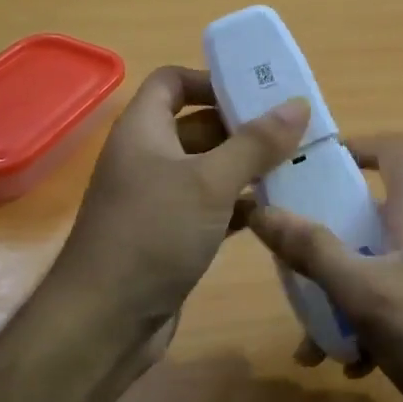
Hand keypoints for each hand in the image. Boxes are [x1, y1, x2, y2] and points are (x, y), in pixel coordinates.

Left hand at [51, 66, 307, 346]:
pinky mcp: (169, 236)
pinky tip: (273, 212)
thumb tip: (298, 104)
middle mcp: (147, 158)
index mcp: (143, 130)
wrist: (104, 322)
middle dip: (242, 127)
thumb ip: (255, 143)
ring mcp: (156, 200)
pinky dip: (238, 206)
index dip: (210, 80)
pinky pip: (209, 208)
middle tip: (294, 130)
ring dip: (246, 168)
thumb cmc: (153, 234)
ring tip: (295, 166)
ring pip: (207, 170)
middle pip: (197, 126)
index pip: (172, 82)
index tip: (257, 92)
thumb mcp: (210, 182)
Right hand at [247, 135, 402, 401]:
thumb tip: (262, 209)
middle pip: (373, 212)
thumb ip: (314, 251)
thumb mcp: (367, 293)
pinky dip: (370, 321)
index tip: (307, 172)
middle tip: (293, 265)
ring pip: (379, 263)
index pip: (390, 149)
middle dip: (328, 239)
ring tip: (313, 342)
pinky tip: (353, 364)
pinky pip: (397, 299)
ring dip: (343, 293)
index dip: (351, 148)